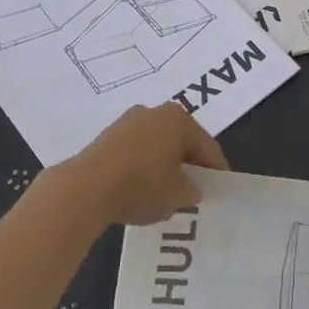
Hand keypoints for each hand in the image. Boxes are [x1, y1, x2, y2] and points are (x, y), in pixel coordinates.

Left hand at [57, 104, 229, 226]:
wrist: (87, 187)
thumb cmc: (143, 185)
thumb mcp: (178, 195)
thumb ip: (192, 191)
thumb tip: (191, 189)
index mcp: (178, 119)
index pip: (206, 146)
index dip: (216, 169)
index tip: (221, 187)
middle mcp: (153, 112)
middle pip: (180, 141)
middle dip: (188, 164)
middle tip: (195, 188)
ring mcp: (126, 122)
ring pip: (156, 145)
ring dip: (163, 165)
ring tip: (167, 191)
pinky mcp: (106, 137)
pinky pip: (134, 152)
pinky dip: (142, 167)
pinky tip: (140, 188)